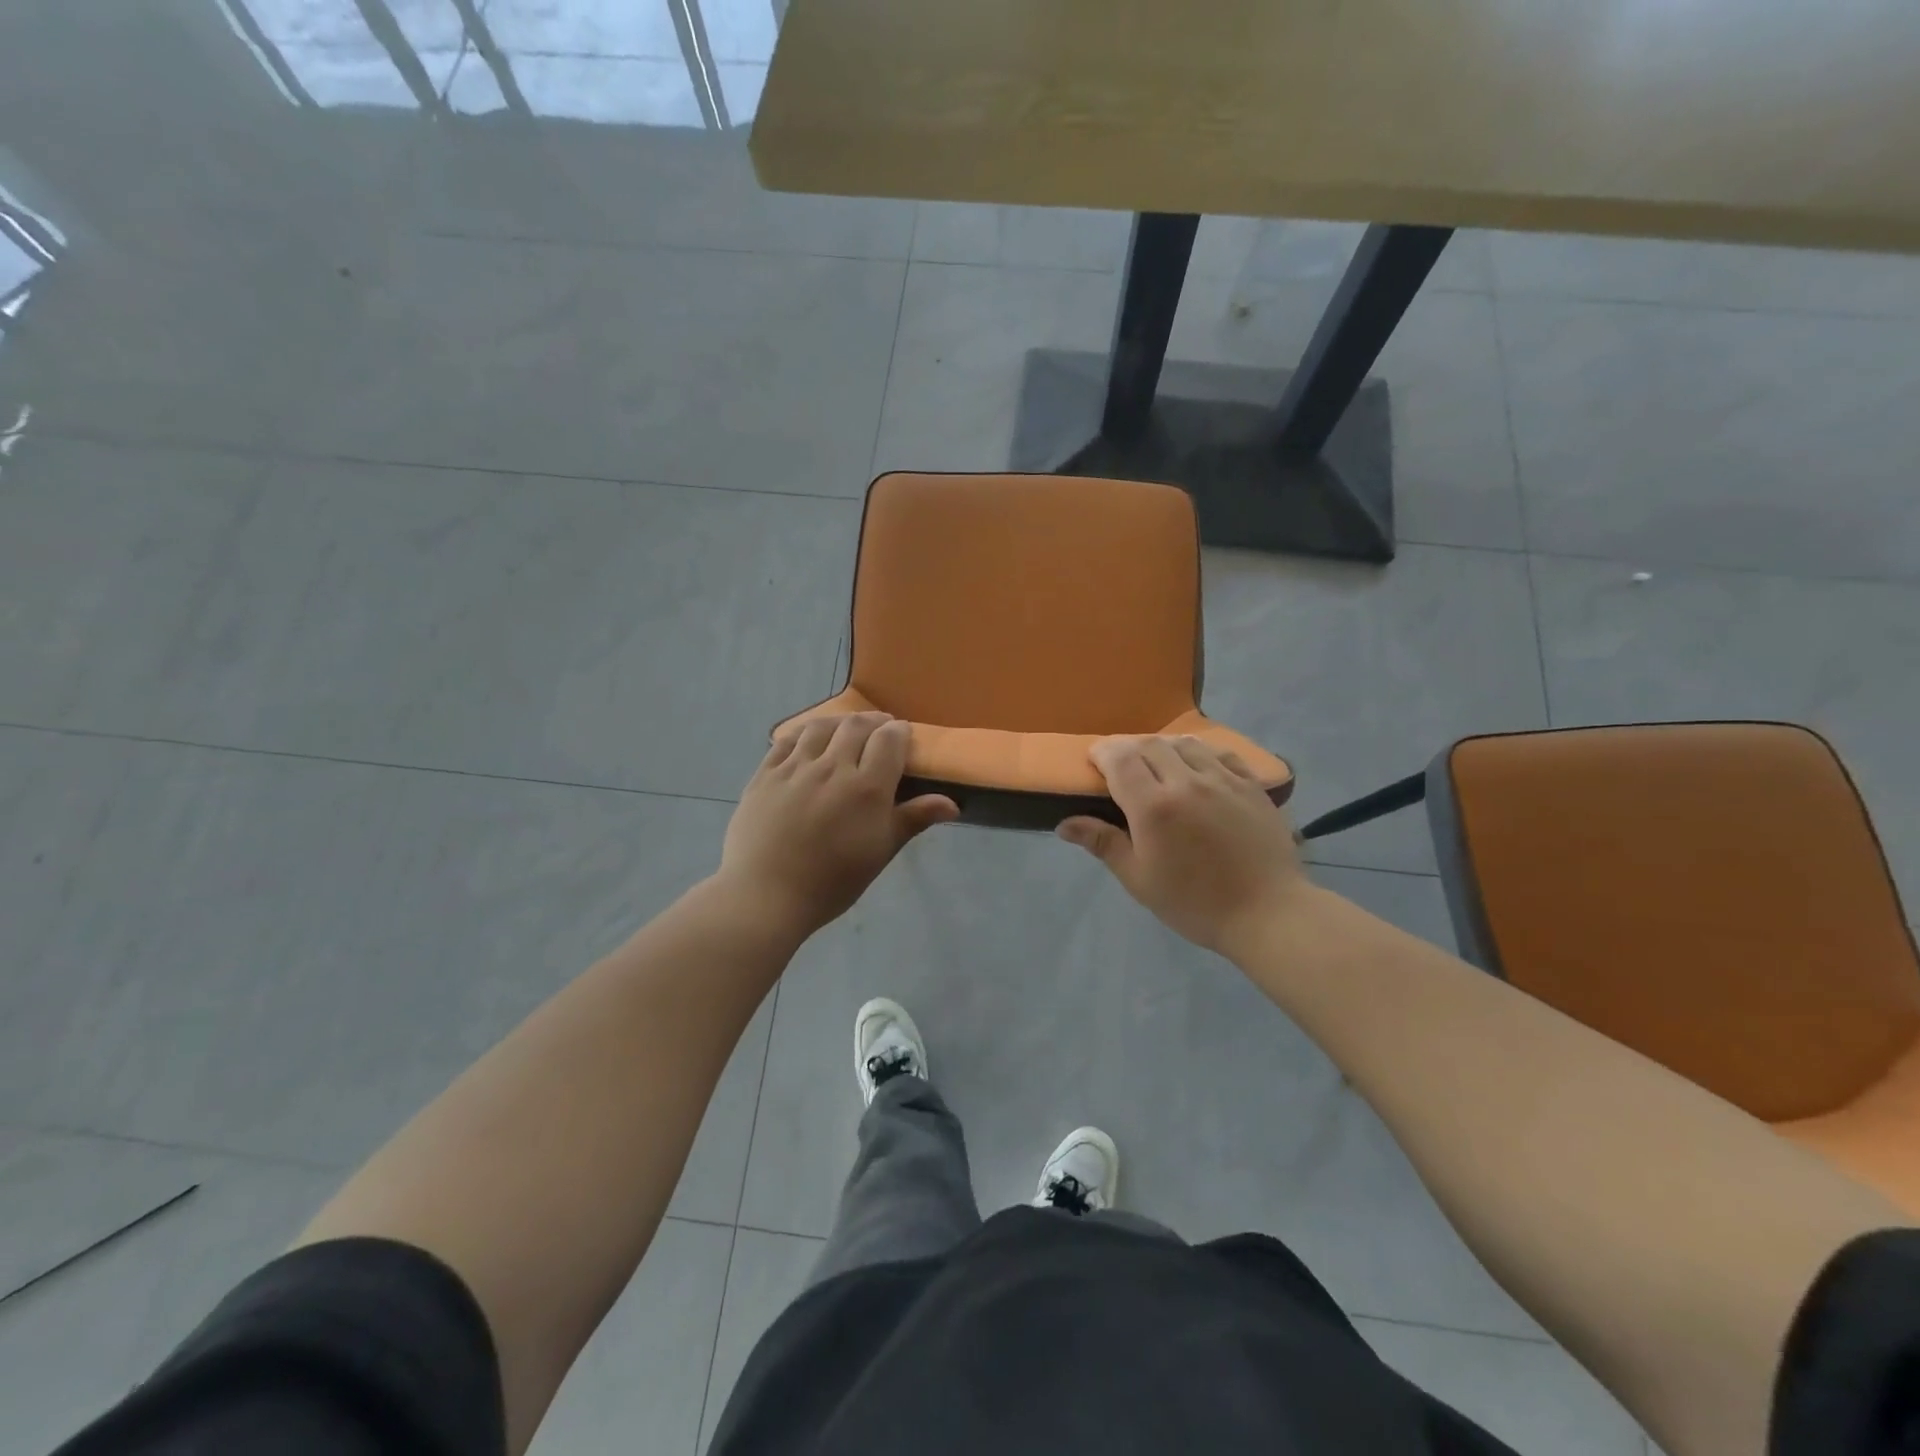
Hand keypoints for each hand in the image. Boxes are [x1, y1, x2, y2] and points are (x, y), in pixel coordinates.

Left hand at [718, 713, 958, 938]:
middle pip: (856, 726)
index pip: (889, 740)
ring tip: (846, 727)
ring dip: (839, 722)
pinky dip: (804, 732)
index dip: (899, 732)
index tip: (903, 736)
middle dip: (873, 722)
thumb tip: (953, 804)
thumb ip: (913, 819)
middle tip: (880, 728)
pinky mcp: (765, 774)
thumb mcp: (880, 852)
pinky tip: (808, 738)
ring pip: (821, 727)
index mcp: (866, 787)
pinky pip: (786, 740)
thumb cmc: (832, 881)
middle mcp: (832, 767)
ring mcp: (795, 768)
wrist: (766, 895)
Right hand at [1057, 736, 1309, 958]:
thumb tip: (1064, 823)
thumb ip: (1104, 843)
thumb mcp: (1140, 880)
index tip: (1093, 761)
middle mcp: (1186, 782)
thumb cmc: (1195, 903)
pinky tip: (1197, 767)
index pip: (1119, 759)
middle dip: (1128, 748)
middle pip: (1149, 745)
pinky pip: (1219, 753)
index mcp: (1153, 807)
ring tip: (1156, 764)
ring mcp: (1222, 779)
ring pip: (1184, 744)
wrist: (1267, 913)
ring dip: (1162, 747)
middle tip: (1120, 766)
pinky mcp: (1251, 785)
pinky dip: (1199, 752)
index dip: (1102, 753)